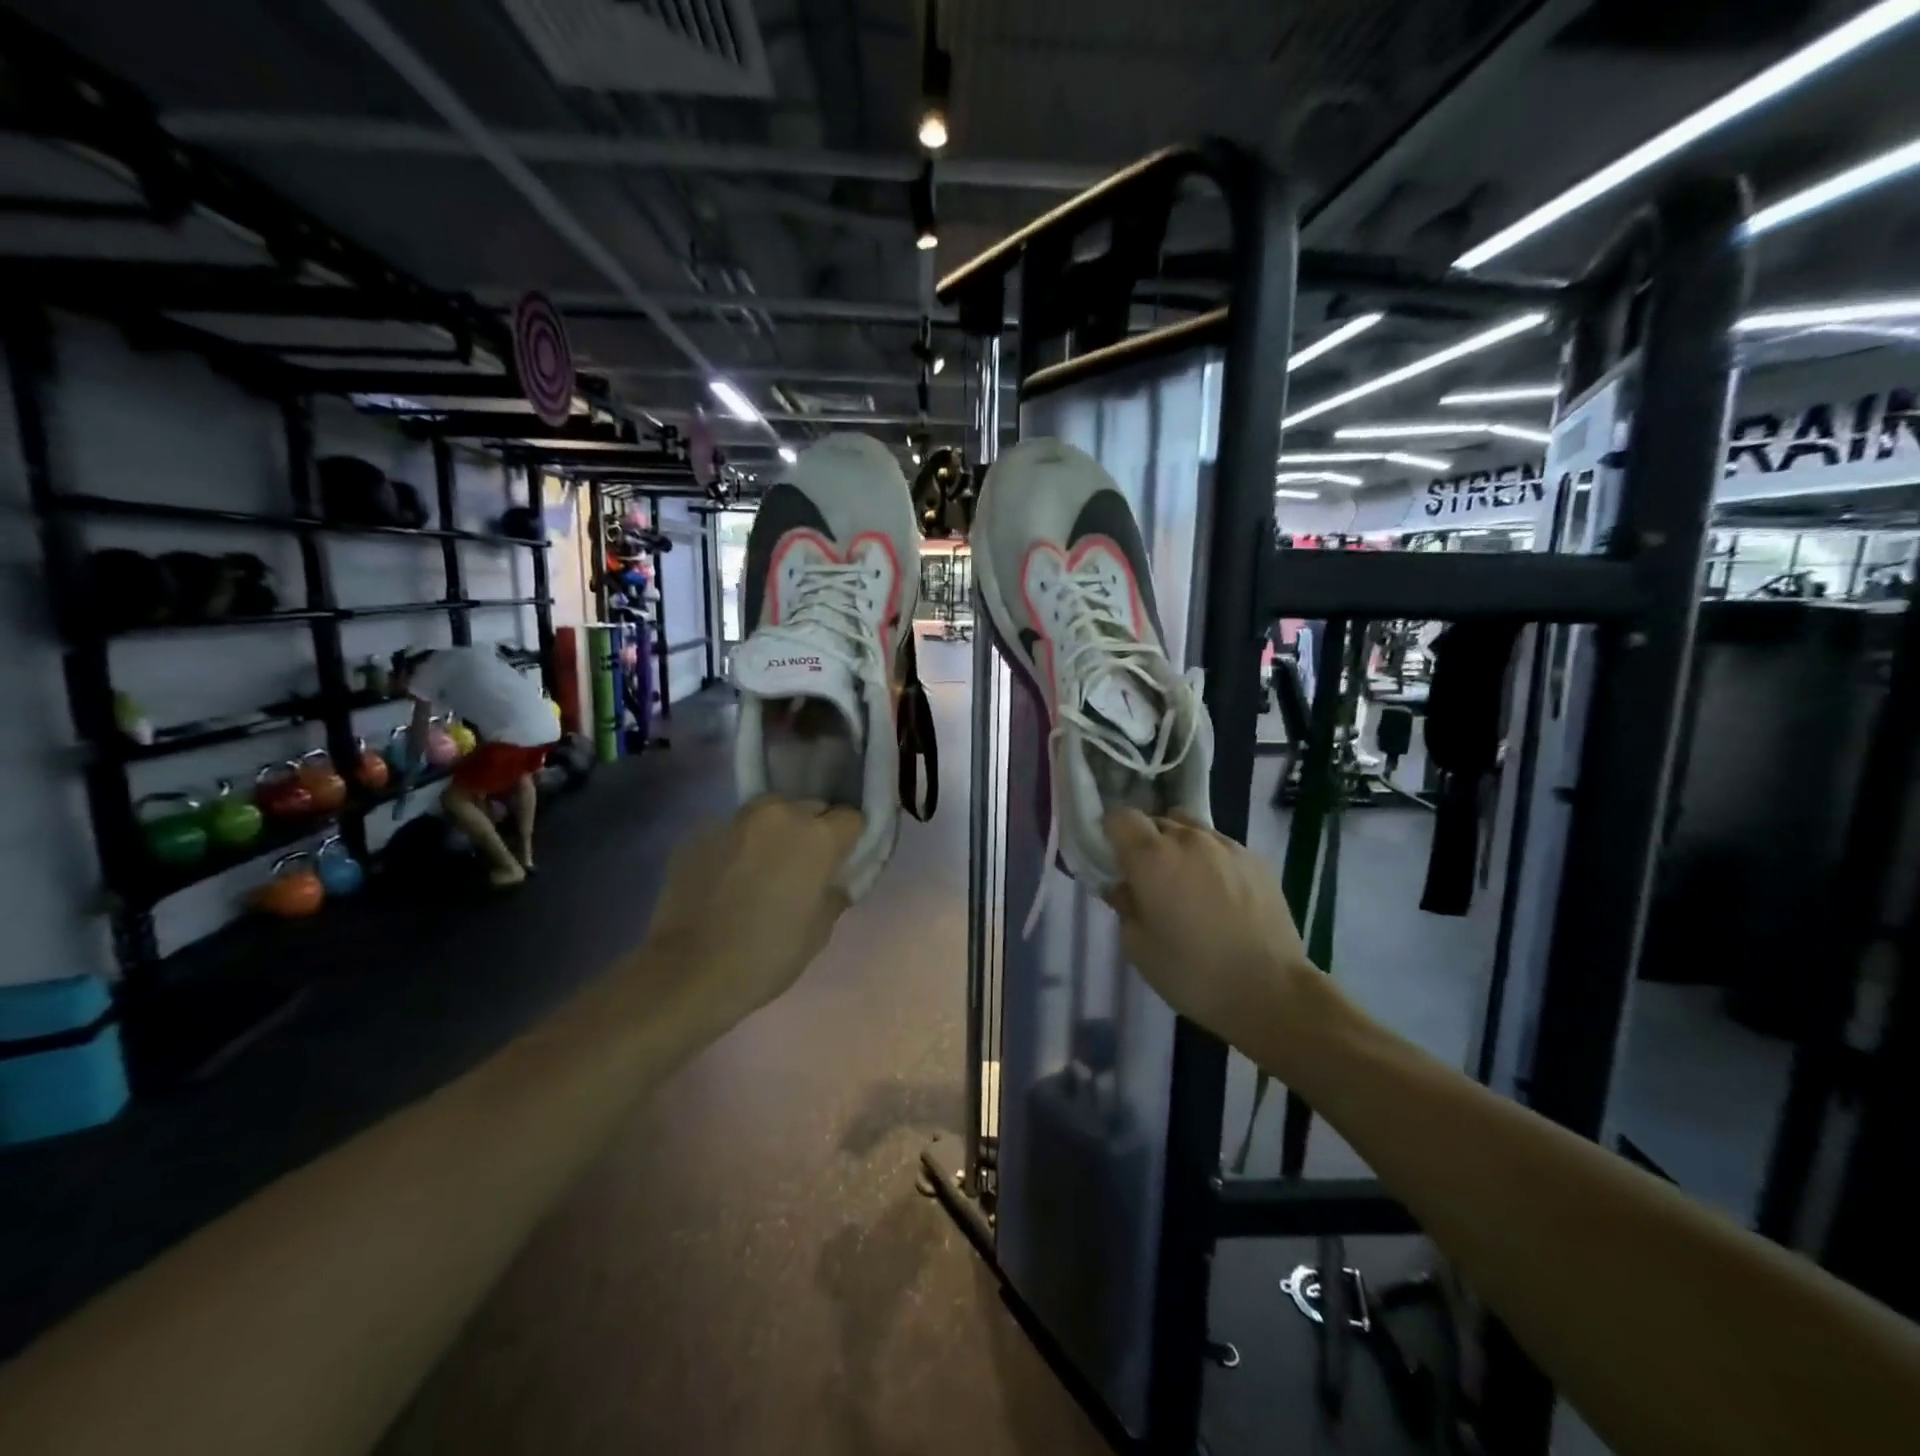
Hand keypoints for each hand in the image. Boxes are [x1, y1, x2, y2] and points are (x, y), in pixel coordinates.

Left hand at [639, 797, 862, 1022]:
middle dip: (811, 831)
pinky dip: (736, 847)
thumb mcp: (819, 931)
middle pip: (809, 808)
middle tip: (801, 869)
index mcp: (817, 836)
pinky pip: (732, 832)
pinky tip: (726, 880)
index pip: (851, 818)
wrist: (688, 972)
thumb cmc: (767, 955)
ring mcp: (734, 819)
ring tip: (761, 869)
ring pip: (768, 814)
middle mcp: (778, 815)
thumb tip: (834, 881)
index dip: (849, 840)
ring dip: (773, 833)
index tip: (840, 863)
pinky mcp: (698, 832)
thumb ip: (834, 892)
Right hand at [1103, 809, 1316, 1048]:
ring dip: (1180, 848)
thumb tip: (1124, 887)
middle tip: (1149, 880)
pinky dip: (1212, 861)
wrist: (1271, 991)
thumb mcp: (1138, 946)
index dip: (1112, 833)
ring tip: (1188, 885)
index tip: (1114, 859)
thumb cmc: (1192, 973)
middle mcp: (1188, 839)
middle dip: (1146, 843)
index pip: (1120, 817)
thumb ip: (1124, 905)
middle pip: (1156, 821)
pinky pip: (1221, 847)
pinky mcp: (1257, 860)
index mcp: (1152, 857)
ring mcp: (1227, 846)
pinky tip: (1221, 897)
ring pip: (1191, 830)